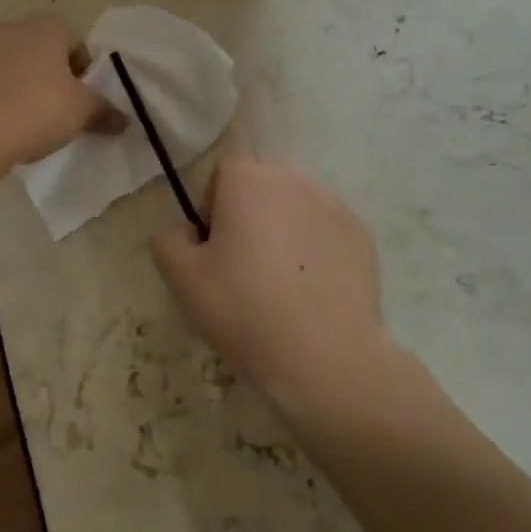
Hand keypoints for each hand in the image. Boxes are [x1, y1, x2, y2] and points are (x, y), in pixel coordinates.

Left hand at [0, 14, 123, 164]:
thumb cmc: (38, 108)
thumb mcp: (83, 111)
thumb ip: (105, 111)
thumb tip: (124, 121)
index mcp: (47, 25)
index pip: (76, 46)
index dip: (84, 75)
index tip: (83, 102)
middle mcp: (13, 27)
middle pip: (44, 53)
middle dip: (53, 78)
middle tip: (60, 111)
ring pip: (16, 67)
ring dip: (25, 87)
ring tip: (30, 121)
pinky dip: (1, 98)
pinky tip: (5, 124)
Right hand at [152, 155, 393, 420]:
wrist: (326, 358)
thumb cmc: (245, 310)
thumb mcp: (182, 279)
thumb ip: (169, 240)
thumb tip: (185, 231)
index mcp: (248, 180)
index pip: (223, 173)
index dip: (213, 206)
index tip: (214, 248)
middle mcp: (293, 179)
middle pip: (261, 185)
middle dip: (250, 214)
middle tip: (244, 266)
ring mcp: (334, 205)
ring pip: (296, 206)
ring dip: (284, 228)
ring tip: (282, 281)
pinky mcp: (362, 235)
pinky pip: (326, 230)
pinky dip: (316, 249)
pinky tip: (312, 291)